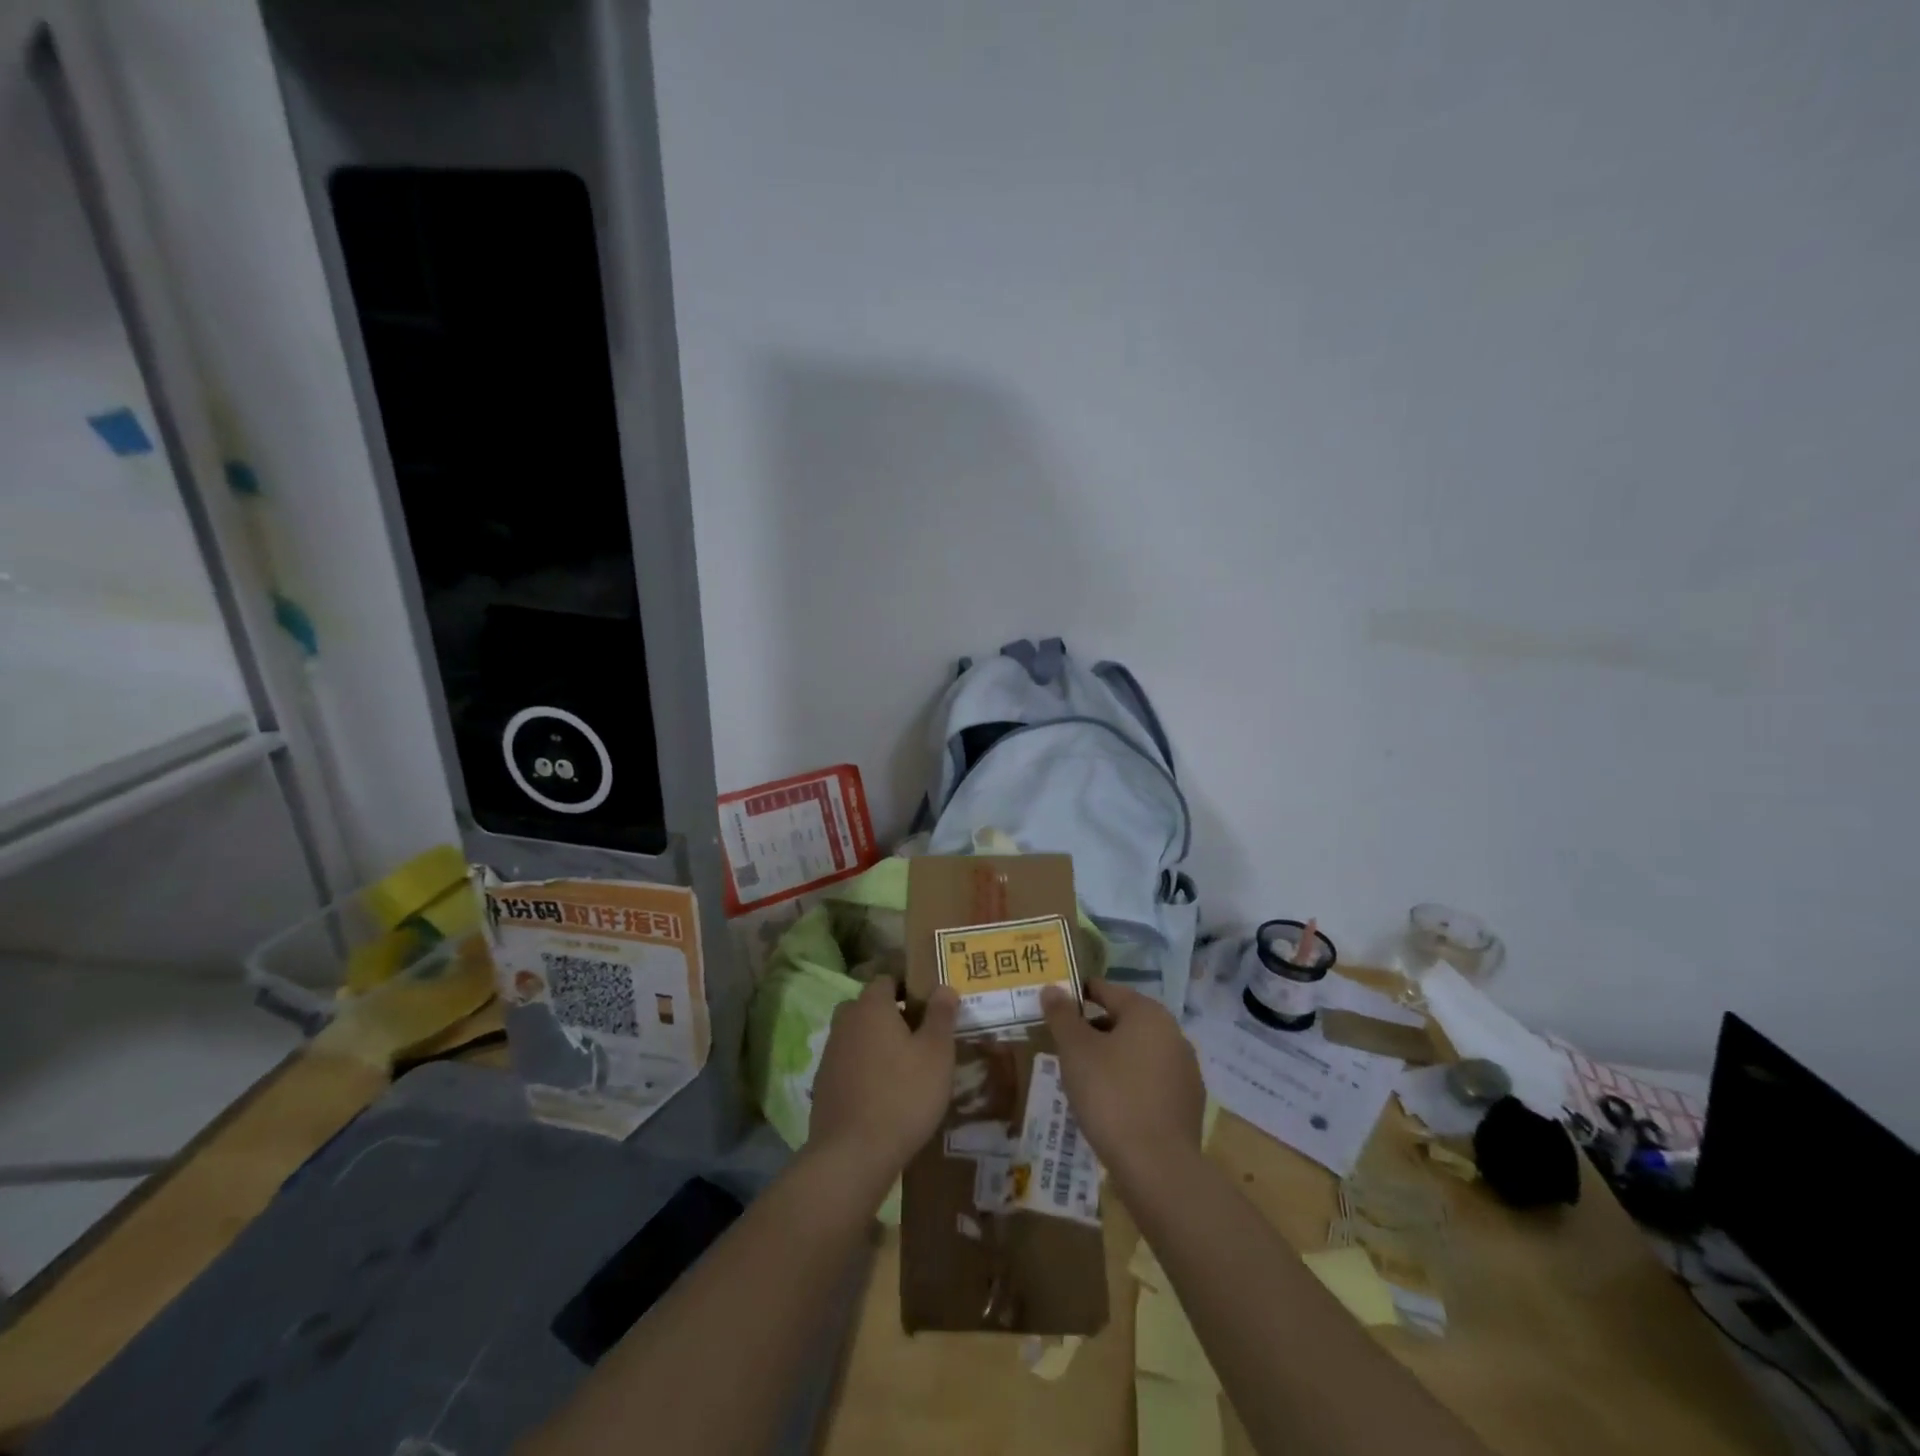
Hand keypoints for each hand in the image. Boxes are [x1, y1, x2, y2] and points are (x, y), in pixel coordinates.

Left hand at [809, 979, 958, 1184]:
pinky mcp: (824, 1085)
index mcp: (871, 1006)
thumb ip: (941, 1015)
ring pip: (857, 1035)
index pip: (887, 979)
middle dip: (892, 1014)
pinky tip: (884, 1092)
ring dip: (877, 1042)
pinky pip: (849, 1063)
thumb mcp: (936, 1053)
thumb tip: (944, 987)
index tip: (930, 1005)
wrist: (852, 1155)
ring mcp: (830, 1054)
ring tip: (905, 1066)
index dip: (909, 987)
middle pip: (869, 1006)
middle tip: (920, 1035)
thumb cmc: (903, 1095)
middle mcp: (845, 1022)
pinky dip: (864, 1069)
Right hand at [1040, 980, 1204, 1182]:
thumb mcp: (1075, 1050)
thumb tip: (1052, 989)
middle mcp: (1173, 1033)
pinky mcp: (1188, 1104)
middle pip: (1124, 1020)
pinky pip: (1151, 1081)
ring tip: (1084, 1079)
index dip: (1077, 995)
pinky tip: (1111, 1105)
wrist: (1158, 1168)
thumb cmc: (1111, 1096)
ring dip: (1112, 1058)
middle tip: (1064, 1049)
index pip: (1106, 990)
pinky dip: (1130, 1083)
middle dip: (1093, 1030)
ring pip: (1138, 1052)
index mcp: (1147, 1013)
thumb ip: (1061, 1015)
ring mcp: (1186, 1070)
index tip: (1054, 1009)